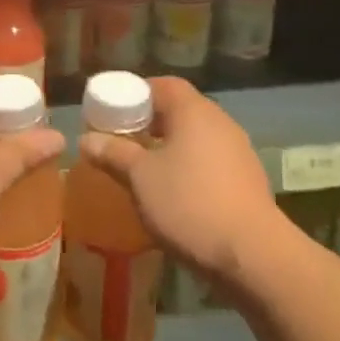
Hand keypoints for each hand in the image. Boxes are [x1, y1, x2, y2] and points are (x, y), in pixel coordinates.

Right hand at [78, 76, 277, 280]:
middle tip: (122, 139)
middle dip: (149, 122)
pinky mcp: (247, 181)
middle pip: (180, 110)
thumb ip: (113, 154)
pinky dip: (189, 168)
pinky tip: (174, 193)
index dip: (136, 93)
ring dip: (170, 147)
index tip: (113, 111)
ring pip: (196, 138)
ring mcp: (239, 152)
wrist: (253, 256)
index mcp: (194, 111)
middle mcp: (220, 123)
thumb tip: (86, 139)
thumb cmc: (189, 203)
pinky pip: (210, 162)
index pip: (163, 85)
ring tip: (144, 169)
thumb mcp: (140, 178)